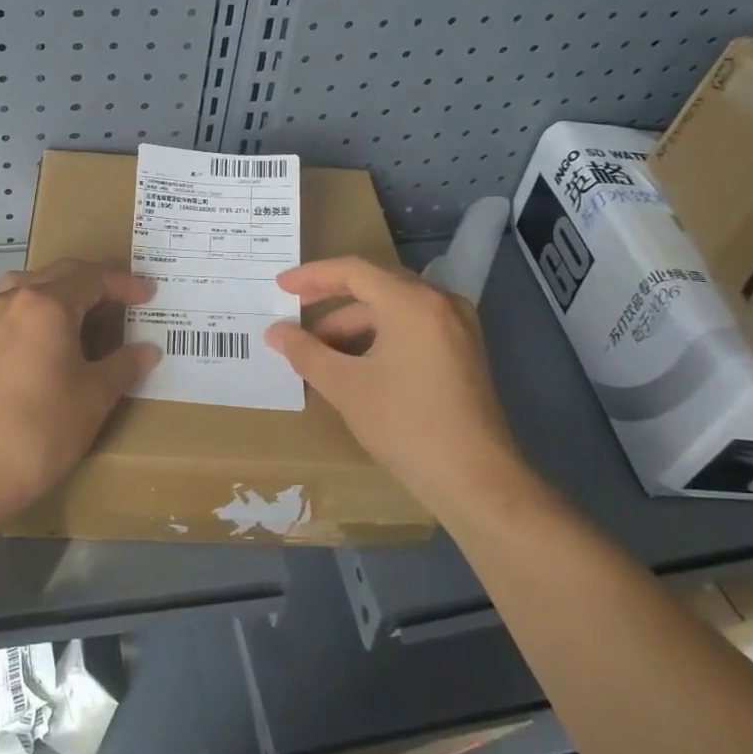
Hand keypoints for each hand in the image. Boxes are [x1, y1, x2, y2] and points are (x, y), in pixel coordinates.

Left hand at [0, 260, 159, 534]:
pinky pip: (14, 307)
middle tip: (125, 299)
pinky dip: (39, 308)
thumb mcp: (95, 396)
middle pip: (60, 274)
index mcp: (46, 304)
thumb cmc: (42, 429)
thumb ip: (125, 365)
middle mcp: (13, 300)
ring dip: (63, 290)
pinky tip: (52, 336)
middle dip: (96, 282)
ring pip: (31, 286)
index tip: (149, 295)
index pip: (91, 278)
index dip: (123, 284)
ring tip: (88, 311)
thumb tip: (148, 350)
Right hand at [264, 257, 522, 496]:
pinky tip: (356, 362)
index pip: (354, 271)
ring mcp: (458, 326)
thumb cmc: (406, 426)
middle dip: (331, 301)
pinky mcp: (464, 351)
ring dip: (354, 325)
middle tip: (296, 314)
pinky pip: (413, 326)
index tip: (281, 287)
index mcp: (413, 303)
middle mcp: (440, 303)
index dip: (312, 276)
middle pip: (376, 285)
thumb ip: (305, 352)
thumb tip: (275, 332)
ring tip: (321, 352)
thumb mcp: (345, 387)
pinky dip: (380, 336)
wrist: (477, 481)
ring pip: (394, 309)